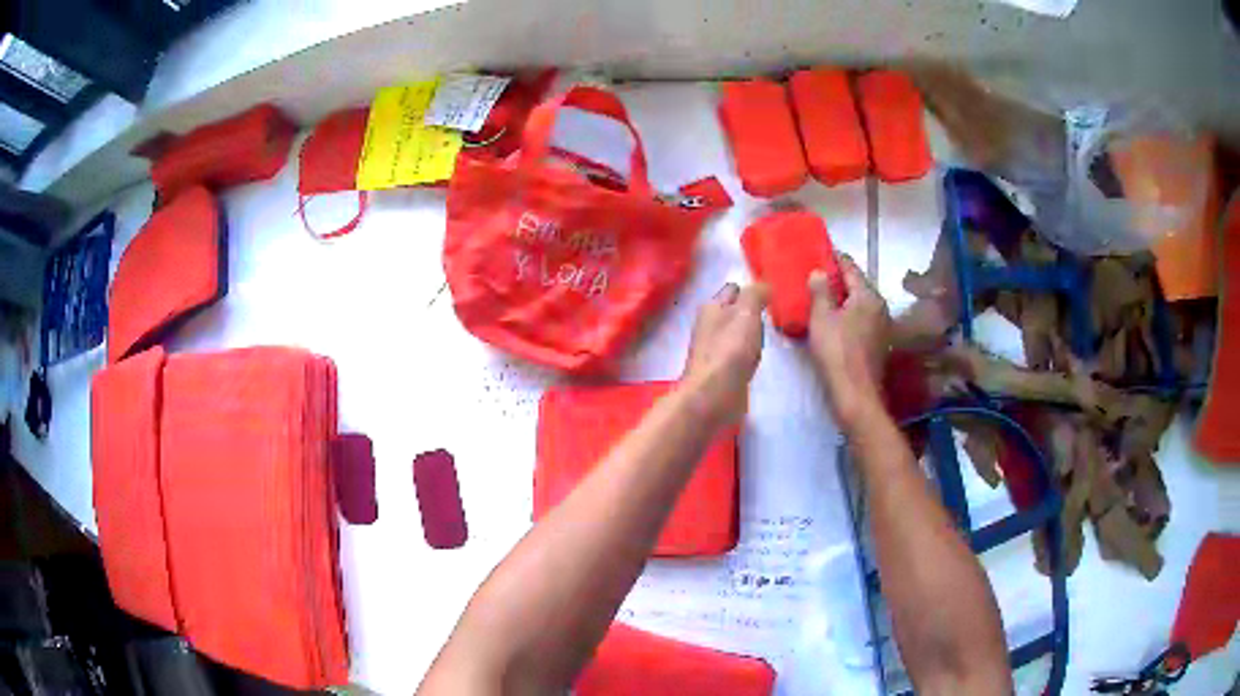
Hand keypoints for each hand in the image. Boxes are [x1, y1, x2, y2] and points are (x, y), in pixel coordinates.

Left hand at [680, 283, 768, 424]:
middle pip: (735, 312)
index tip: (775, 292)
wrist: (714, 396)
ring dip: (753, 333)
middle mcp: (710, 326)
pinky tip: (761, 357)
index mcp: (712, 307)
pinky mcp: (723, 371)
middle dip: (753, 311)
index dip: (752, 288)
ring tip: (774, 332)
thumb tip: (764, 285)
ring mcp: (716, 350)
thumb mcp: (746, 312)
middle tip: (778, 312)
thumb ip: (755, 295)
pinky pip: (741, 354)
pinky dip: (751, 353)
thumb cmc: (730, 350)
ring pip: (738, 334)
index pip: (734, 289)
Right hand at [807, 255, 891, 429]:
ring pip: (859, 304)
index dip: (834, 258)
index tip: (819, 252)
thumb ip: (820, 291)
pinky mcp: (879, 343)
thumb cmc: (837, 353)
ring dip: (842, 300)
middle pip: (857, 285)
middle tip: (815, 277)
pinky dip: (848, 316)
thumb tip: (819, 271)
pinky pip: (861, 320)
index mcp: (868, 295)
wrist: (857, 396)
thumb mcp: (822, 319)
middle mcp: (880, 306)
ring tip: (821, 299)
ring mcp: (882, 326)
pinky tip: (833, 323)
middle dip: (838, 280)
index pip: (850, 267)